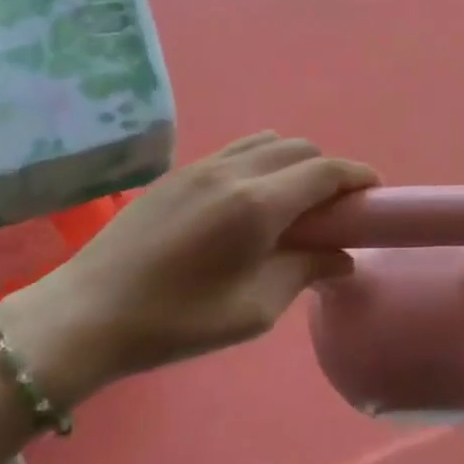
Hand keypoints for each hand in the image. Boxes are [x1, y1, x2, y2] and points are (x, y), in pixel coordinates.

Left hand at [2, 133, 376, 397]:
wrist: (88, 313)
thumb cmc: (177, 322)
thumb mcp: (253, 309)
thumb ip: (305, 272)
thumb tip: (343, 257)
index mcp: (257, 205)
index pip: (325, 171)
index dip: (357, 175)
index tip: (375, 192)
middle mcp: (234, 171)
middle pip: (300, 148)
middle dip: (327, 170)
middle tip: (333, 210)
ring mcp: (203, 166)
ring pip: (267, 141)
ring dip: (293, 162)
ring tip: (293, 202)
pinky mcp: (179, 172)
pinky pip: (236, 150)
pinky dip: (261, 161)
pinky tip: (251, 200)